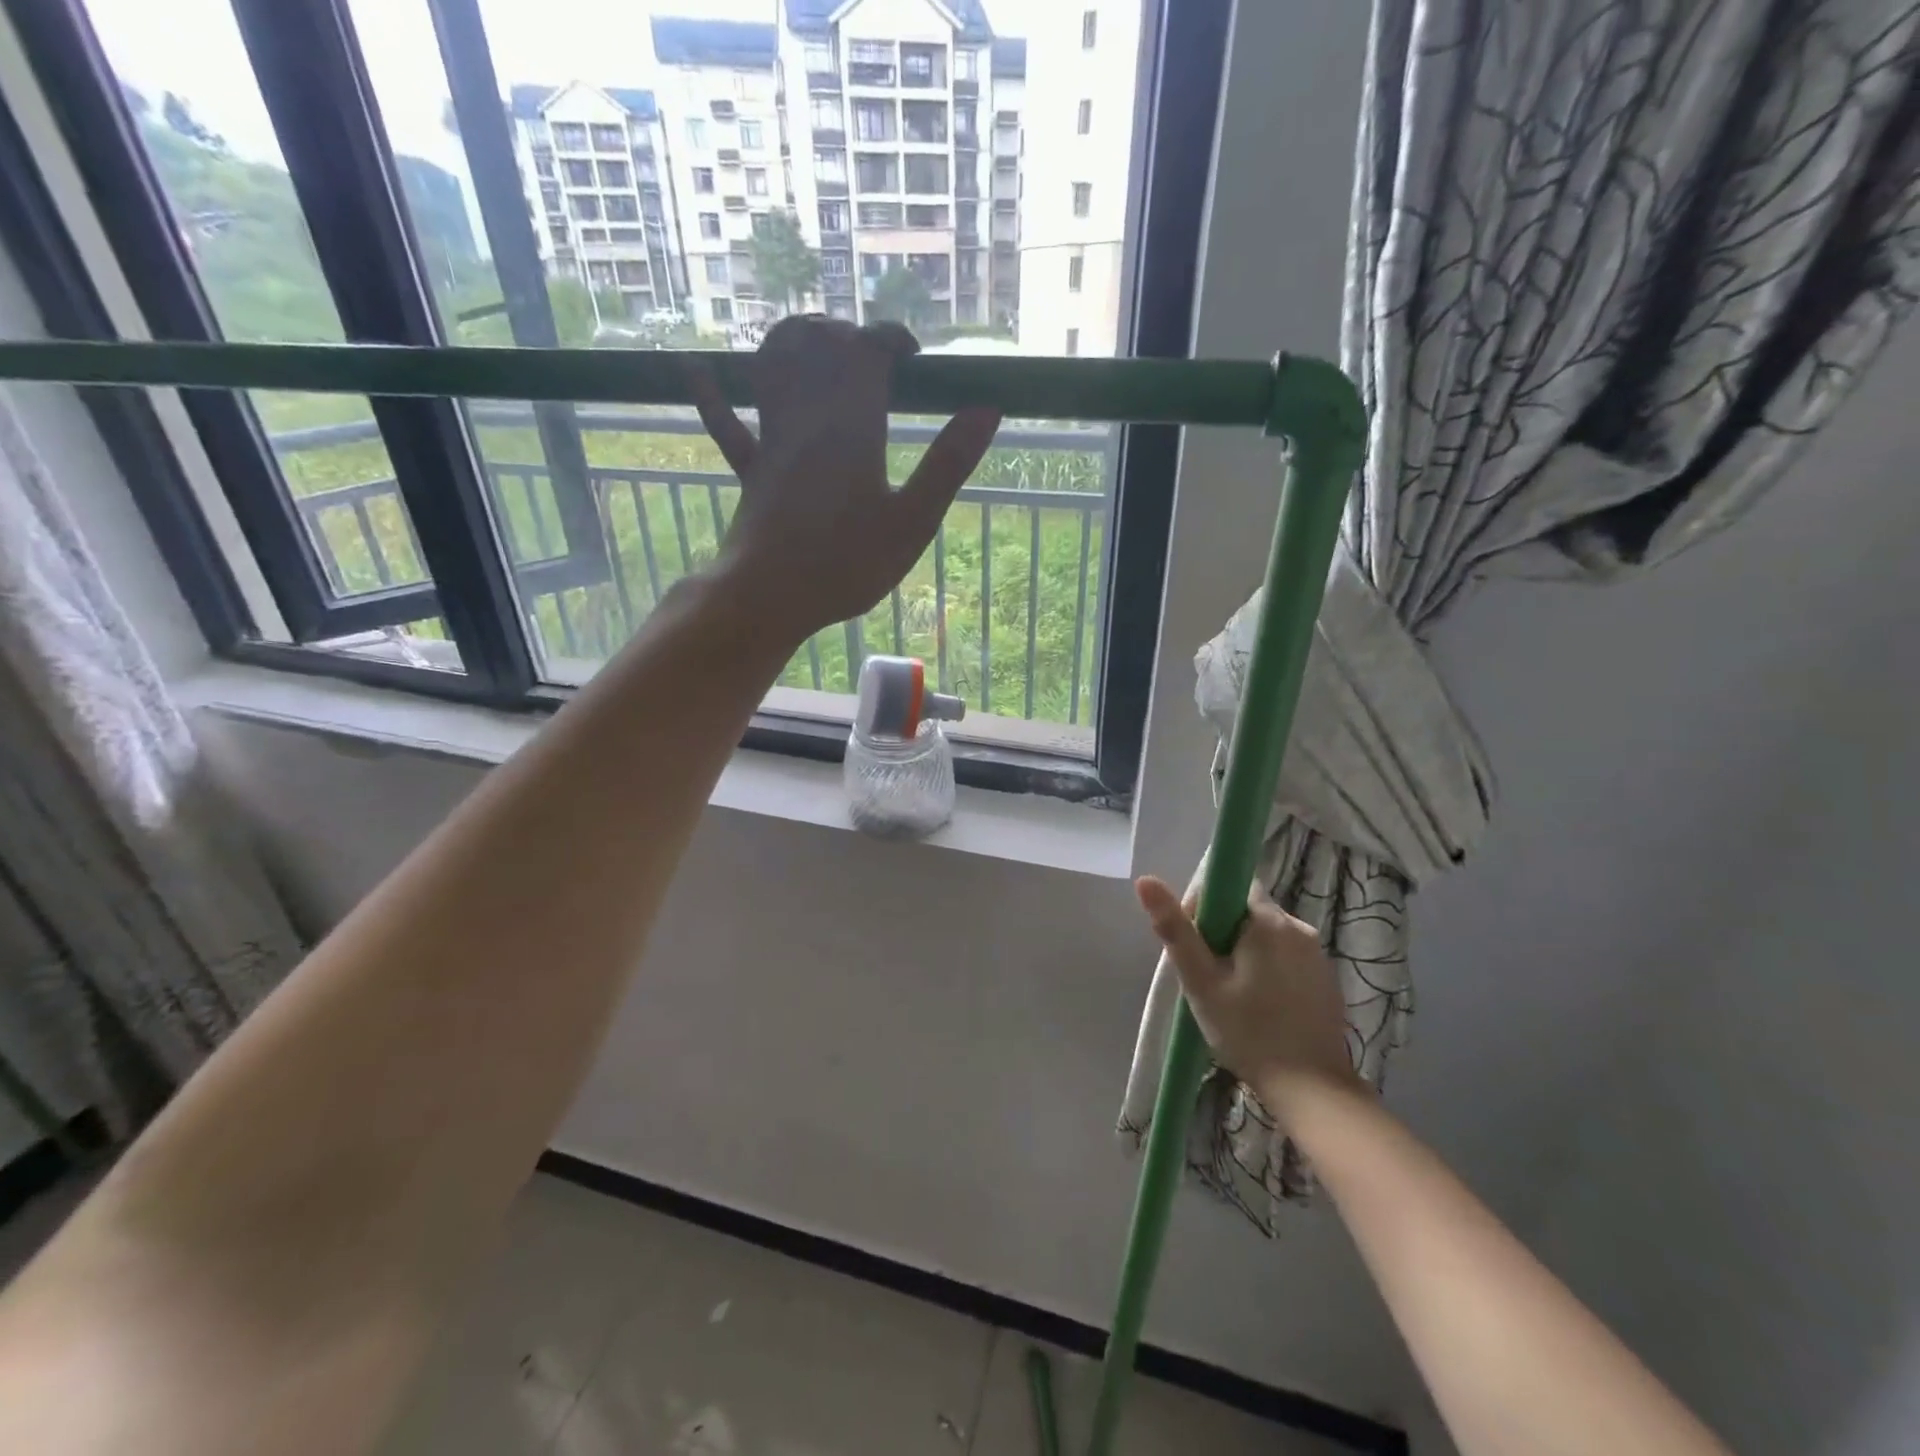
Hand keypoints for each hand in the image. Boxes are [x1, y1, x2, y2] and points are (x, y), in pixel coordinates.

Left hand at [691, 315, 1000, 640]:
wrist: (769, 596)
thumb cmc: (846, 565)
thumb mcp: (912, 521)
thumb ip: (948, 464)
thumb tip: (988, 408)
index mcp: (852, 424)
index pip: (869, 349)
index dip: (892, 338)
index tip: (914, 359)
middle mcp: (807, 416)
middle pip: (818, 344)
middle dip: (848, 334)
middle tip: (874, 358)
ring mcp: (773, 440)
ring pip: (772, 367)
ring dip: (791, 341)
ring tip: (816, 341)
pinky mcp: (752, 470)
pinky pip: (727, 425)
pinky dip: (712, 396)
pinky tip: (693, 368)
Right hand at [1136, 876, 1364, 1127]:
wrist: (1313, 1092)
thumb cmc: (1249, 1033)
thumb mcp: (1201, 982)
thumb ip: (1175, 929)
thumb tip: (1145, 880)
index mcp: (1268, 921)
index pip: (1232, 886)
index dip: (1206, 905)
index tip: (1195, 942)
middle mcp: (1298, 927)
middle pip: (1249, 910)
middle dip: (1223, 932)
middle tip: (1207, 975)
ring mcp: (1318, 954)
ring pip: (1268, 935)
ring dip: (1246, 951)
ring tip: (1232, 994)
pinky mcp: (1327, 979)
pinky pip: (1288, 956)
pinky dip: (1269, 968)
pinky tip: (1260, 1004)